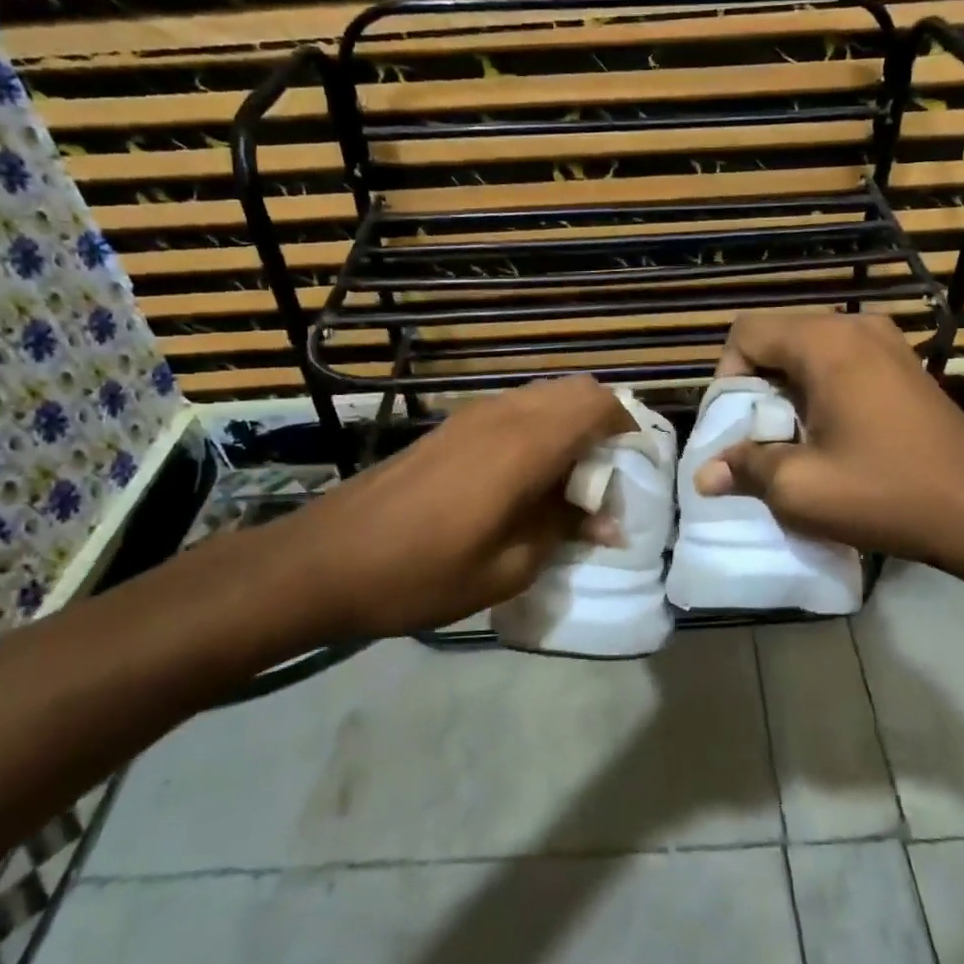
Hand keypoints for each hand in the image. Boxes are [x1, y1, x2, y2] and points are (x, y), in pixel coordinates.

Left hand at [269, 376, 632, 640]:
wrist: (326, 560)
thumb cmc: (423, 572)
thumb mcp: (508, 567)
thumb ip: (565, 531)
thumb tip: (610, 522)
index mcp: (525, 444)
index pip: (598, 404)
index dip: (628, 428)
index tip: (637, 469)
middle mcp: (503, 414)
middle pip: (574, 391)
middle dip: (603, 424)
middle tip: (608, 478)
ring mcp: (471, 416)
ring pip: (542, 397)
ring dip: (569, 426)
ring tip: (570, 482)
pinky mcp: (448, 427)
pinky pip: (513, 410)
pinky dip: (537, 431)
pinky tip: (525, 481)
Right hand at [694, 313, 963, 570]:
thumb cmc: (886, 493)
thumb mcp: (800, 489)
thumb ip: (744, 469)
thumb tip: (705, 473)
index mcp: (826, 343)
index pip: (746, 332)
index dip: (726, 376)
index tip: (736, 426)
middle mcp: (856, 327)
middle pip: (777, 337)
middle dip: (756, 386)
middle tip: (759, 438)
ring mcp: (887, 343)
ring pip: (808, 351)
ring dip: (787, 391)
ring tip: (793, 440)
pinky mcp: (905, 366)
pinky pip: (841, 362)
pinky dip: (820, 391)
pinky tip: (832, 436)